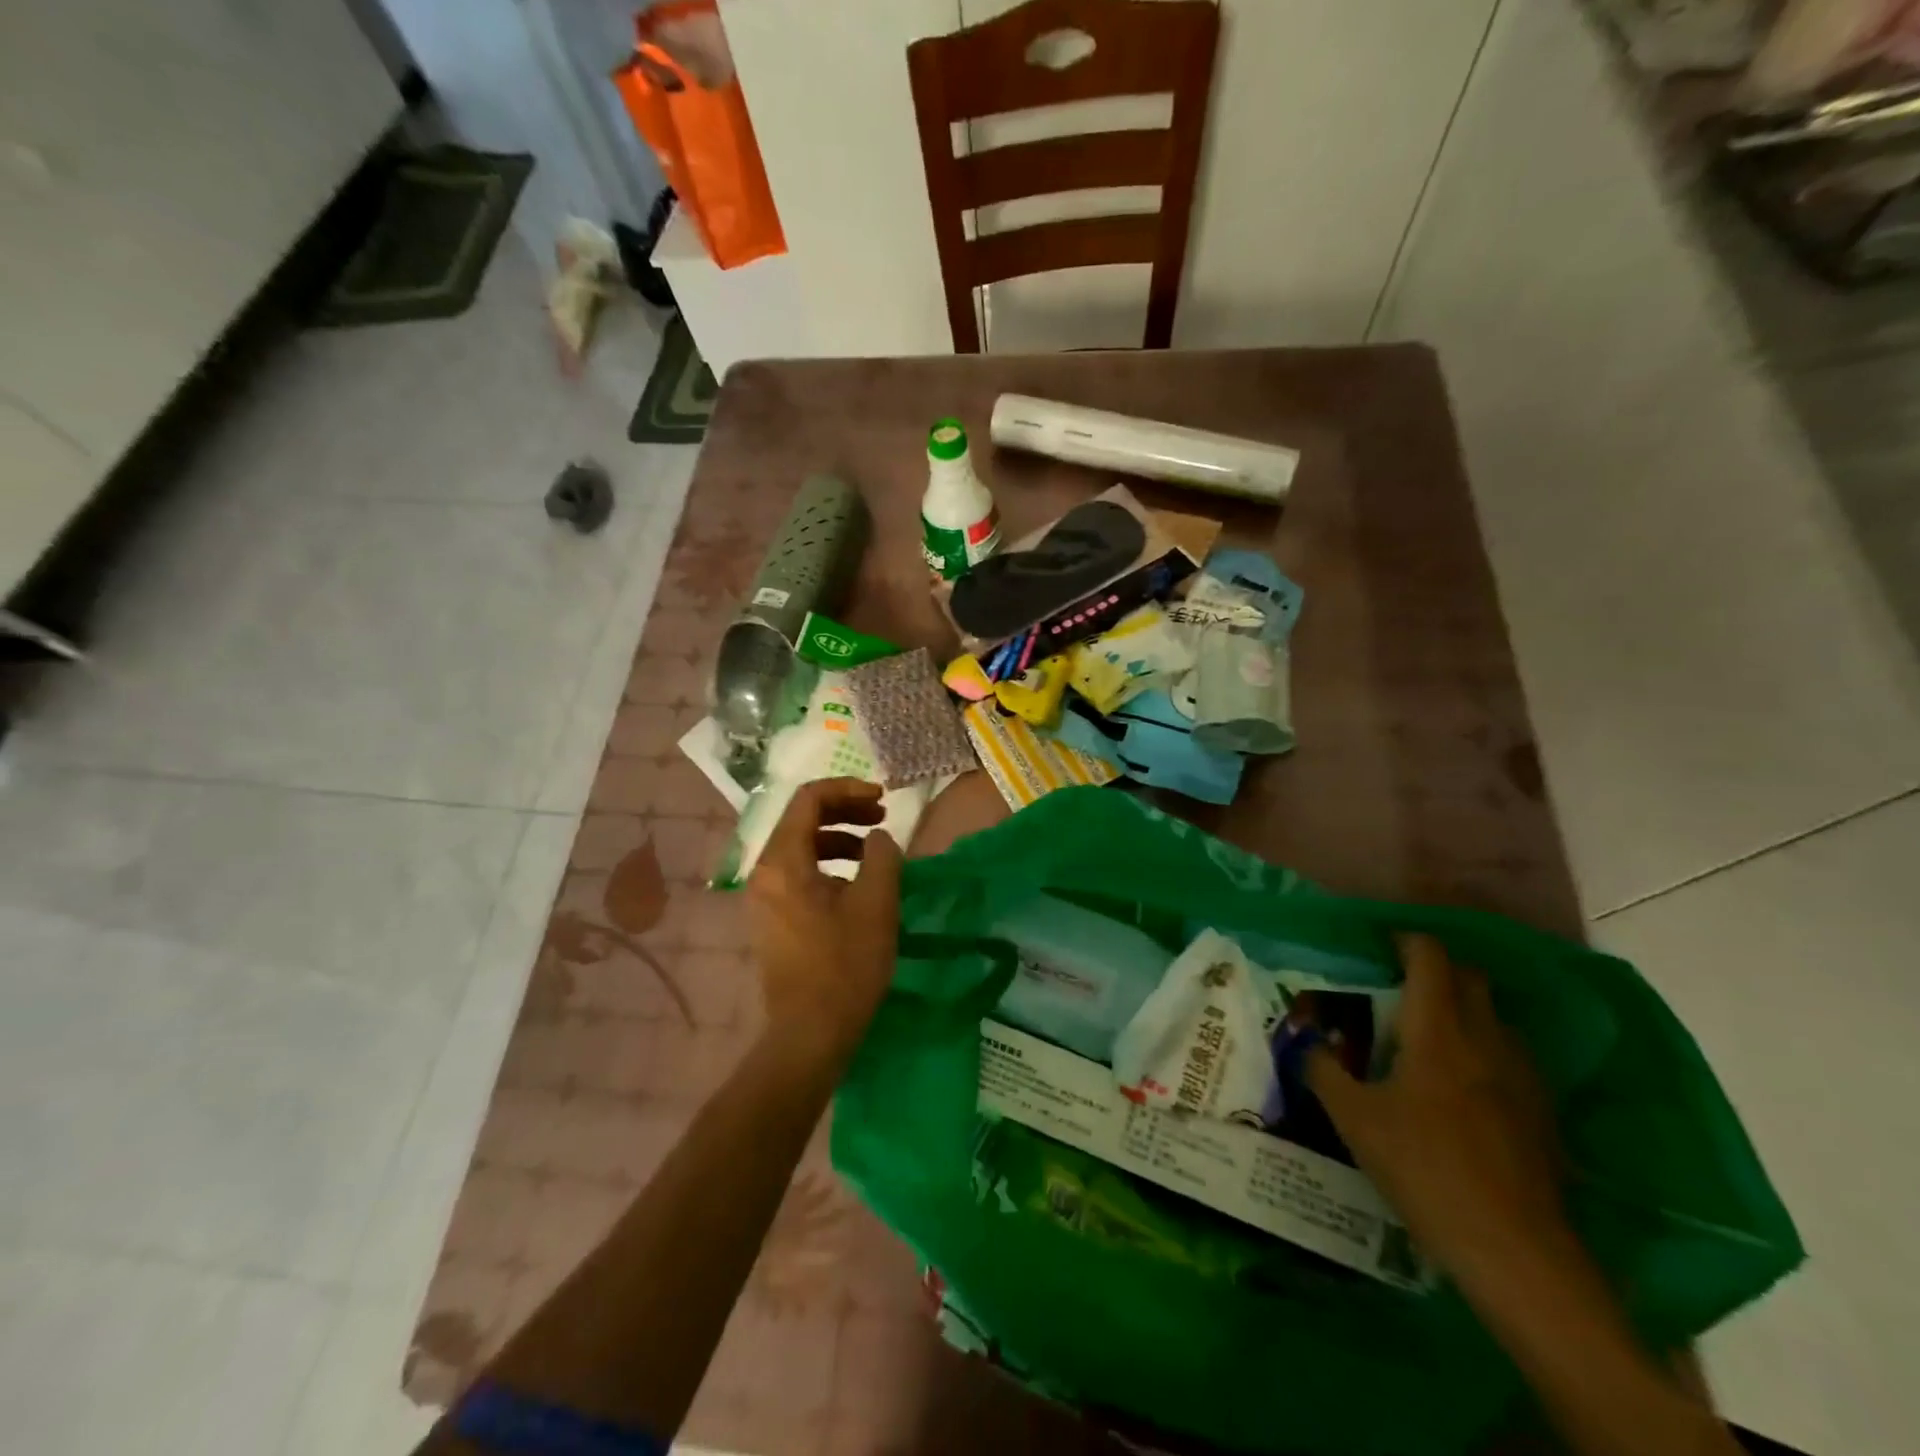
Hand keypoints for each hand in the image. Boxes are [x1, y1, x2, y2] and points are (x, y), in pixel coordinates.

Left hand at [746, 778, 903, 1065]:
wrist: (809, 1034)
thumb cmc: (844, 966)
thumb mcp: (875, 904)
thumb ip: (882, 856)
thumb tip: (878, 838)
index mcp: (783, 862)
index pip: (809, 799)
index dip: (848, 789)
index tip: (883, 799)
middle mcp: (764, 872)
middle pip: (802, 819)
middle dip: (845, 811)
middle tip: (883, 818)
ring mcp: (763, 897)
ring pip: (800, 846)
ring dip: (839, 837)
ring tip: (875, 851)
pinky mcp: (771, 918)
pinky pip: (798, 872)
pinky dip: (828, 864)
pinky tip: (856, 884)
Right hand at [1307, 933, 1562, 1280]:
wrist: (1515, 1250)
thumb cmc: (1424, 1169)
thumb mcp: (1353, 1119)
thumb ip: (1323, 1070)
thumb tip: (1305, 1042)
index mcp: (1438, 1030)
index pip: (1431, 959)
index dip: (1407, 942)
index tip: (1382, 947)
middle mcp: (1485, 1039)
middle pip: (1470, 978)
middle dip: (1437, 970)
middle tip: (1400, 988)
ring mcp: (1522, 1075)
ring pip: (1494, 1017)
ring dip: (1463, 1011)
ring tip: (1427, 1038)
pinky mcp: (1542, 1112)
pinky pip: (1510, 1056)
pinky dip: (1483, 1050)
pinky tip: (1462, 1087)